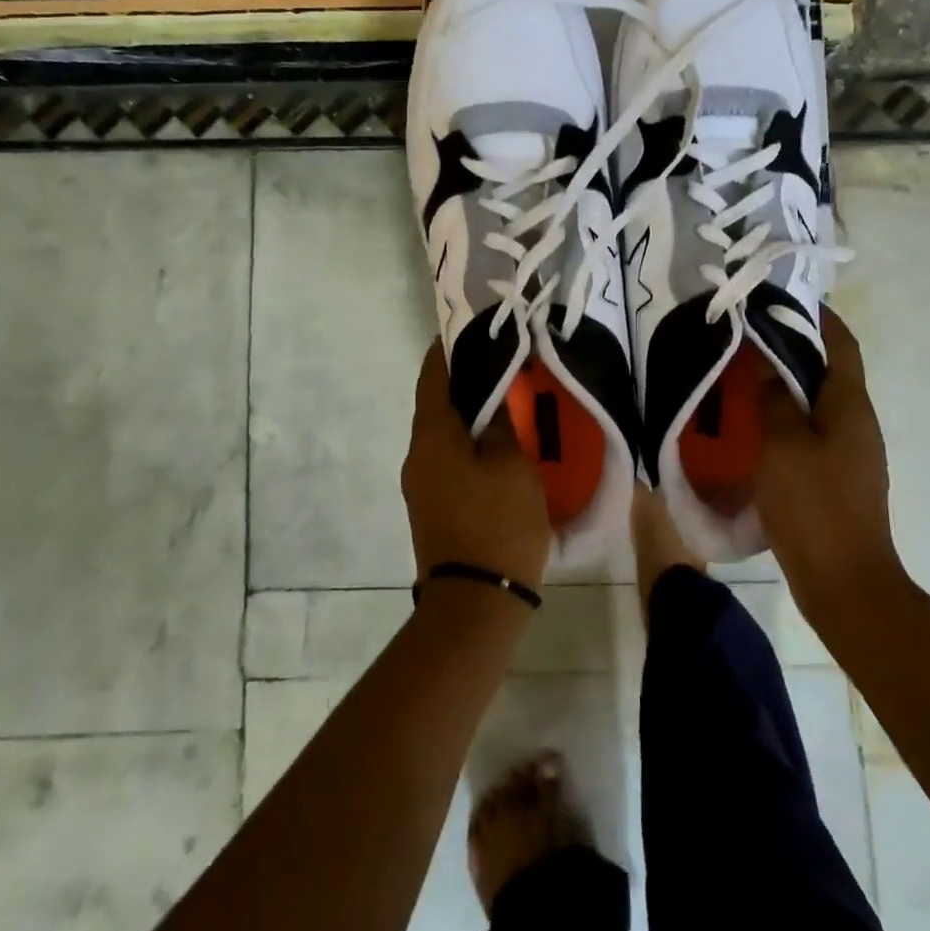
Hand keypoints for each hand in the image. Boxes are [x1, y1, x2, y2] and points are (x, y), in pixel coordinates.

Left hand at [401, 341, 552, 589]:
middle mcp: (417, 455)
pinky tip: (499, 443)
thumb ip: (500, 422)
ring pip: (445, 433)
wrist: (475, 603)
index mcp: (432, 436)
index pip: (433, 376)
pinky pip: (449, 459)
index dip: (449, 348)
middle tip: (503, 362)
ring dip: (469, 414)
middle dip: (465, 380)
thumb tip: (492, 397)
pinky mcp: (433, 507)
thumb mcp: (511, 464)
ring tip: (506, 398)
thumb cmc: (497, 523)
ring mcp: (422, 484)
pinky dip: (469, 442)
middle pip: (437, 403)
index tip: (473, 327)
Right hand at [757, 307, 900, 606]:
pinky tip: (757, 424)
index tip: (785, 299)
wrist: (844, 580)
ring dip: (789, 383)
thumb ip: (774, 398)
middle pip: (830, 370)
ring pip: (818, 402)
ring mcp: (851, 452)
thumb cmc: (814, 504)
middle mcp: (857, 422)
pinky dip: (788, 416)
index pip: (842, 344)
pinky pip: (812, 431)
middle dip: (796, 347)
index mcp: (850, 405)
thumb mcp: (784, 444)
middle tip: (752, 335)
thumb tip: (768, 364)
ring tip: (748, 373)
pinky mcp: (837, 477)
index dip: (820, 317)